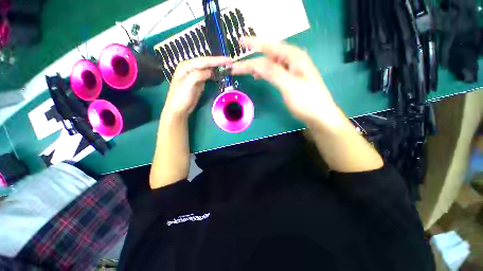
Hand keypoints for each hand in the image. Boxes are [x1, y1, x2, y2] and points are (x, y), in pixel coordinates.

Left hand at [164, 56, 231, 116]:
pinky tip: (220, 74)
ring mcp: (195, 75)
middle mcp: (190, 68)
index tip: (228, 60)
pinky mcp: (198, 82)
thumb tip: (211, 71)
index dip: (217, 60)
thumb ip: (199, 75)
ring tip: (228, 67)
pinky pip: (208, 76)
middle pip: (206, 63)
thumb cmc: (181, 96)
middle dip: (218, 62)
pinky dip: (215, 74)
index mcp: (186, 66)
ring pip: (208, 69)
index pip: (204, 61)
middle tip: (230, 62)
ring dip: (217, 68)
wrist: (179, 109)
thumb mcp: (189, 84)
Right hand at [230, 37, 339, 125]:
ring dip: (256, 67)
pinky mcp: (289, 80)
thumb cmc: (307, 101)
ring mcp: (291, 71)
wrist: (319, 116)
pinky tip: (257, 76)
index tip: (239, 43)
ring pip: (269, 65)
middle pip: (267, 56)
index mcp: (294, 57)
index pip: (269, 47)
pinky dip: (263, 73)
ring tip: (243, 71)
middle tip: (236, 66)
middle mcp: (292, 60)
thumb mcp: (290, 85)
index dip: (254, 44)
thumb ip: (273, 72)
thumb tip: (255, 63)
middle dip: (251, 60)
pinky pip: (273, 73)